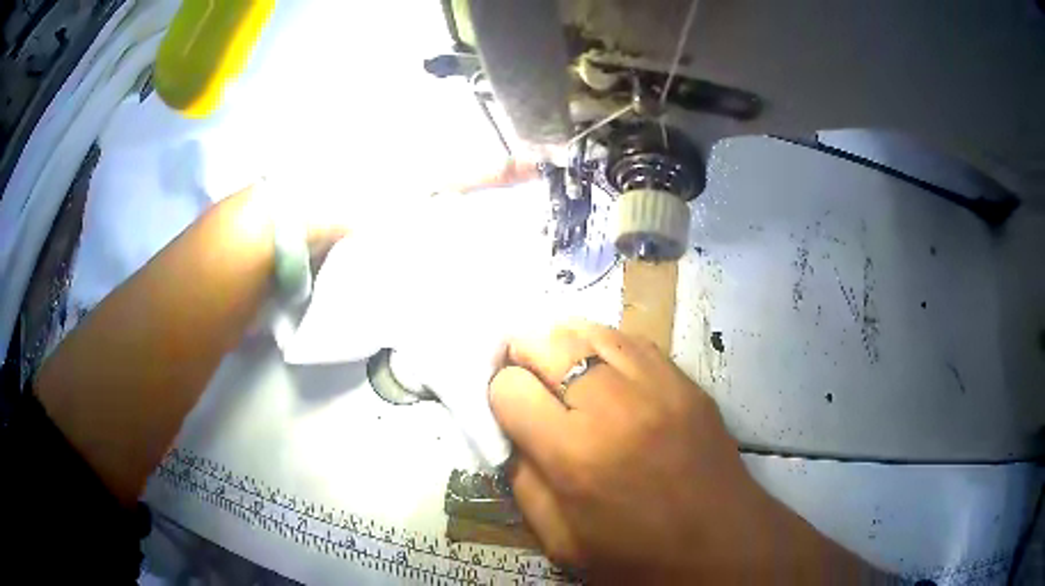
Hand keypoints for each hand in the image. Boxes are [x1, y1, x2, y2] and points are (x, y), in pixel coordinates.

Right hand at [488, 321, 870, 582]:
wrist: (724, 545)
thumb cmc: (637, 557)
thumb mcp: (560, 540)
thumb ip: (523, 483)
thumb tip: (510, 433)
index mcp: (575, 456)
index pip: (509, 390)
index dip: (498, 396)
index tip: (506, 409)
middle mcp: (614, 406)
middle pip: (546, 341)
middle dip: (519, 352)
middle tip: (518, 371)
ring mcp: (657, 385)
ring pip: (589, 328)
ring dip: (560, 341)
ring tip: (555, 362)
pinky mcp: (685, 381)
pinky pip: (632, 339)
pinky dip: (604, 344)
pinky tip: (601, 366)